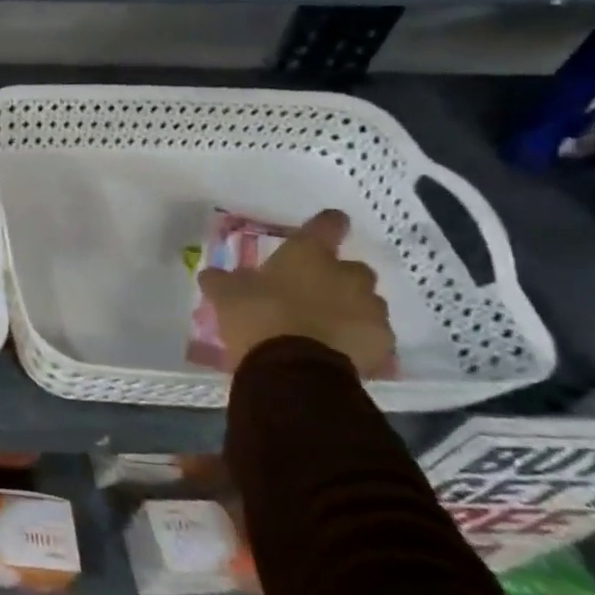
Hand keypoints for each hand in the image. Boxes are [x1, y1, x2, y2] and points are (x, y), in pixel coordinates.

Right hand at [197, 209, 393, 377]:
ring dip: (349, 310)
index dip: (325, 225)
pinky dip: (357, 340)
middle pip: (352, 268)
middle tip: (311, 293)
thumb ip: (223, 280)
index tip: (322, 229)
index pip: (328, 224)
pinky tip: (336, 351)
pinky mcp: (382, 344)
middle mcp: (347, 275)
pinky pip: (371, 336)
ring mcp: (370, 310)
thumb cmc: (258, 317)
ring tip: (323, 328)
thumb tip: (213, 274)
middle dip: (336, 279)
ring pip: (365, 303)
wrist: (293, 370)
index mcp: (309, 254)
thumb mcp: (226, 295)